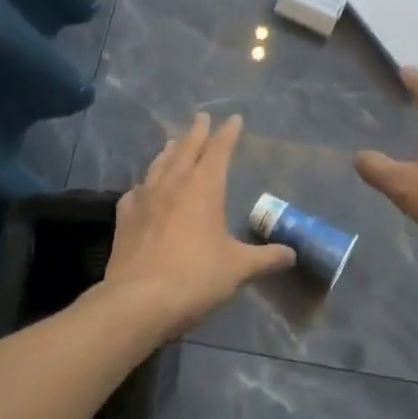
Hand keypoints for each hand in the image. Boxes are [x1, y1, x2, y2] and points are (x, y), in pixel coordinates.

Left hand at [104, 112, 295, 336]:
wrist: (138, 301)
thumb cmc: (195, 278)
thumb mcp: (238, 269)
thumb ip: (265, 258)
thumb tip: (292, 254)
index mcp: (204, 187)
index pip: (219, 150)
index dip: (228, 133)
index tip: (235, 118)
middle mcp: (174, 183)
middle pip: (187, 148)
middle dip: (197, 132)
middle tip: (202, 117)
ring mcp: (146, 198)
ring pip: (160, 164)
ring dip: (170, 151)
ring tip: (173, 142)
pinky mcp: (125, 217)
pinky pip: (136, 191)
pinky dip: (144, 183)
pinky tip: (142, 188)